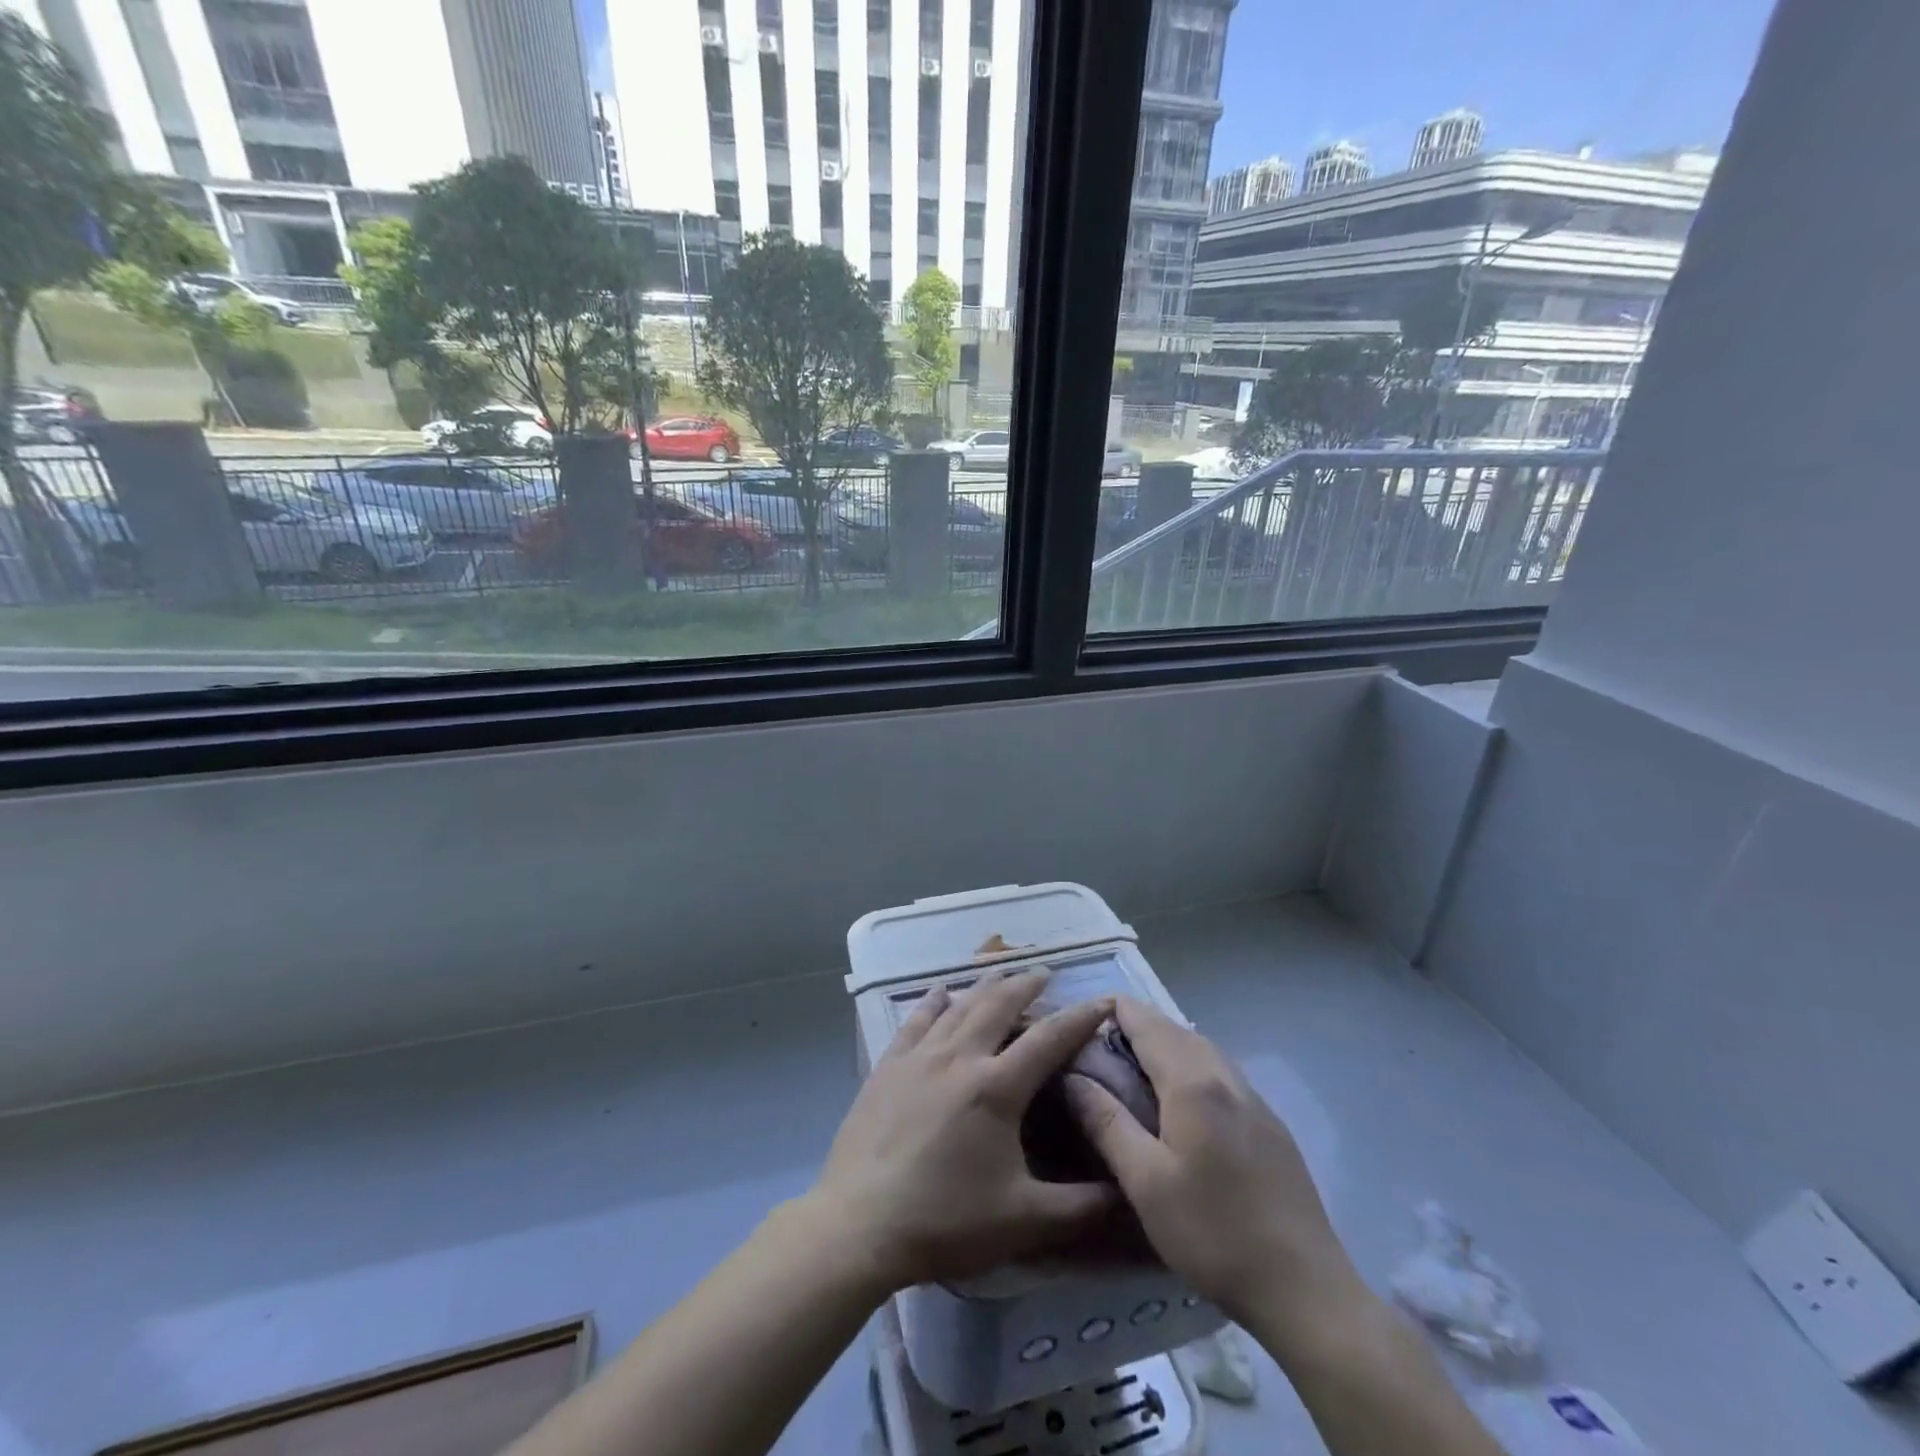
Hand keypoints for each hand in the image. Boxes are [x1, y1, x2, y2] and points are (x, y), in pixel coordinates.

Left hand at [808, 969, 1119, 1295]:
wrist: (860, 1224)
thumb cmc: (945, 1220)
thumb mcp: (1024, 1221)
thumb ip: (1081, 1207)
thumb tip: (1127, 1192)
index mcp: (997, 1087)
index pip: (1049, 1039)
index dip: (1080, 1017)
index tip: (1103, 999)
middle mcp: (960, 1057)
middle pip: (999, 1005)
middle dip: (1026, 985)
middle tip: (1044, 972)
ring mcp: (920, 1057)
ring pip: (959, 1005)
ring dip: (984, 985)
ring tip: (1001, 971)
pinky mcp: (888, 1066)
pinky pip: (916, 1020)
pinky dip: (932, 1001)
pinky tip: (939, 991)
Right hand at [1066, 998, 1369, 1344]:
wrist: (1304, 1288)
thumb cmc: (1213, 1233)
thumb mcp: (1145, 1182)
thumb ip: (1107, 1122)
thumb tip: (1073, 1076)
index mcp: (1192, 1083)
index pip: (1147, 1023)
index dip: (1115, 1011)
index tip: (1084, 1018)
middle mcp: (1225, 1077)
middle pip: (1176, 1030)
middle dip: (1139, 1026)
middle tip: (1101, 1043)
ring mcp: (1254, 1099)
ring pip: (1202, 1049)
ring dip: (1167, 1043)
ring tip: (1135, 1065)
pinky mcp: (1270, 1124)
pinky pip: (1222, 1072)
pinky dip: (1192, 1065)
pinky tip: (1183, 1098)